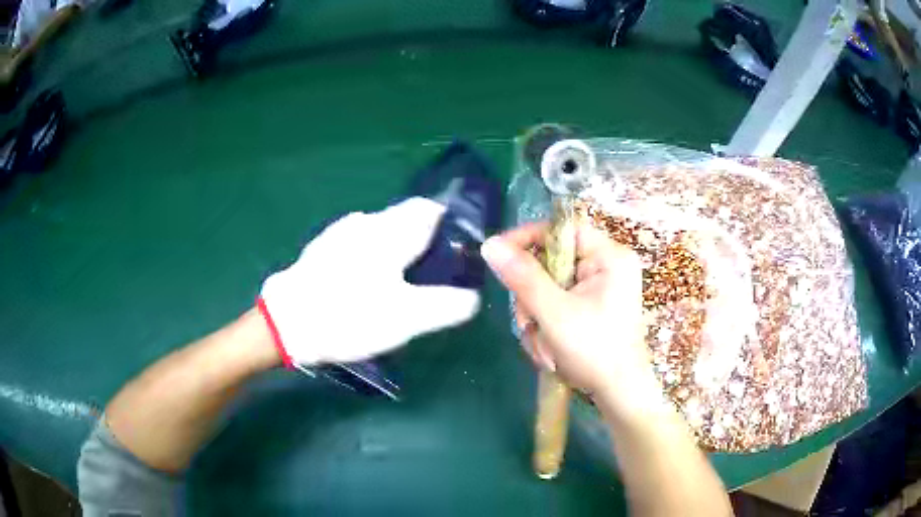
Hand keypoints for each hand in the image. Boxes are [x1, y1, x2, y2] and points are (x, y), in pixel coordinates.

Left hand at [258, 197, 480, 366]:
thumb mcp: (407, 318)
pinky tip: (366, 285)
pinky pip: (359, 243)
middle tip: (430, 278)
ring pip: (381, 231)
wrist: (286, 323)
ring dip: (397, 248)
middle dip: (423, 240)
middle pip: (405, 219)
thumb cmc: (350, 316)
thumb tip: (473, 297)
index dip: (448, 226)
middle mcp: (367, 221)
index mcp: (390, 230)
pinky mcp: (323, 248)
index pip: (430, 209)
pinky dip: (373, 256)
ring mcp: (340, 232)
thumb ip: (447, 305)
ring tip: (400, 284)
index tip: (456, 253)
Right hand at [481, 222, 661, 414]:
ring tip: (542, 345)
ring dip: (536, 315)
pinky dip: (546, 324)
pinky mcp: (592, 305)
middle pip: (552, 260)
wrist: (619, 394)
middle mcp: (607, 265)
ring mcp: (600, 287)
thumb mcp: (555, 313)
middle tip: (528, 322)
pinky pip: (556, 302)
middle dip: (532, 295)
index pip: (562, 228)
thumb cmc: (595, 351)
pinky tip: (549, 348)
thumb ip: (523, 277)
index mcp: (609, 257)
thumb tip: (491, 245)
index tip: (499, 255)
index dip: (528, 238)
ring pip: (549, 285)